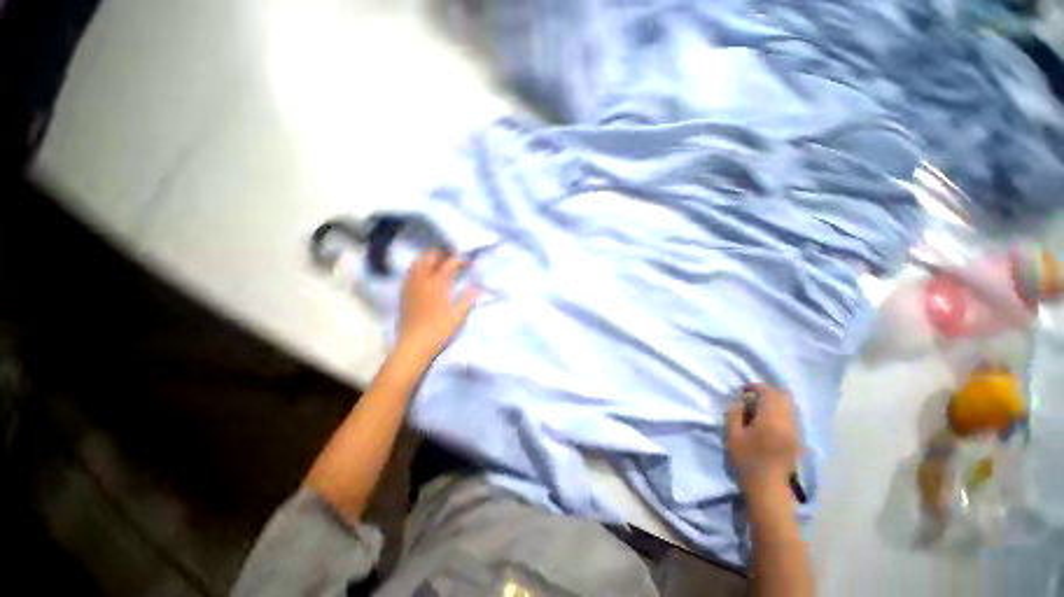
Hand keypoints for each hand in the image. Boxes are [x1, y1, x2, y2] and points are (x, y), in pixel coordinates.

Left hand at [397, 249, 477, 362]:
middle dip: (440, 253)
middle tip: (451, 257)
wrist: (413, 345)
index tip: (468, 261)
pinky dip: (418, 267)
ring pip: (416, 262)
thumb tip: (478, 287)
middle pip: (428, 257)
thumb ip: (468, 298)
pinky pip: (409, 272)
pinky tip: (424, 274)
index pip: (449, 264)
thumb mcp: (458, 316)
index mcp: (437, 284)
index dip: (459, 259)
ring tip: (438, 261)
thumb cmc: (439, 330)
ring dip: (428, 258)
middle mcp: (422, 280)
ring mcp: (410, 285)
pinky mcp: (403, 293)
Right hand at [727, 385, 800, 497]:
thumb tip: (741, 402)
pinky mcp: (797, 439)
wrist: (768, 488)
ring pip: (790, 405)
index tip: (743, 391)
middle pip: (783, 396)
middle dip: (767, 392)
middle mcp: (788, 422)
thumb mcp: (732, 435)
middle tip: (751, 398)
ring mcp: (795, 431)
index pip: (768, 392)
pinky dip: (780, 411)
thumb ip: (735, 413)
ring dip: (775, 402)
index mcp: (771, 420)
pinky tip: (768, 421)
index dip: (755, 387)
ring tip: (759, 409)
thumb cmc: (746, 461)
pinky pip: (792, 416)